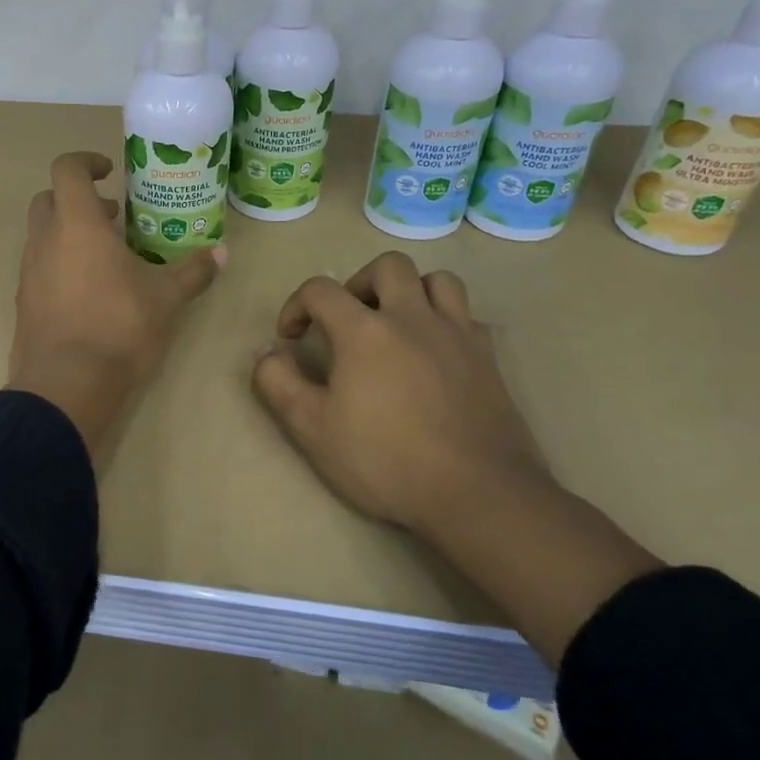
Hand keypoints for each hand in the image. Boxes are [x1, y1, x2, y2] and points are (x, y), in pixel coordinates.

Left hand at [10, 152, 224, 456]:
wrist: (66, 384)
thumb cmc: (119, 327)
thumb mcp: (166, 298)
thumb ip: (193, 271)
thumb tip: (222, 253)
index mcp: (77, 224)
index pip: (67, 169)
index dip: (86, 161)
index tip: (110, 172)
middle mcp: (44, 240)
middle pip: (48, 199)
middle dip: (77, 199)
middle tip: (112, 216)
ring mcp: (28, 273)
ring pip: (42, 236)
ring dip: (69, 234)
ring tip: (107, 257)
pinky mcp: (24, 303)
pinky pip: (39, 269)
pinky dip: (60, 265)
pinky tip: (89, 292)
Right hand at [250, 253, 552, 537]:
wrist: (477, 493)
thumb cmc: (385, 460)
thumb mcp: (311, 428)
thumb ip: (278, 382)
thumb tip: (270, 353)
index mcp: (364, 330)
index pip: (320, 290)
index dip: (296, 306)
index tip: (290, 338)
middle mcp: (412, 318)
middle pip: (387, 266)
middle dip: (358, 283)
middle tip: (347, 320)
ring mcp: (457, 335)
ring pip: (437, 280)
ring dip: (409, 291)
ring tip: (394, 324)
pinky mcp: (488, 358)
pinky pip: (467, 317)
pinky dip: (445, 321)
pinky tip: (435, 352)